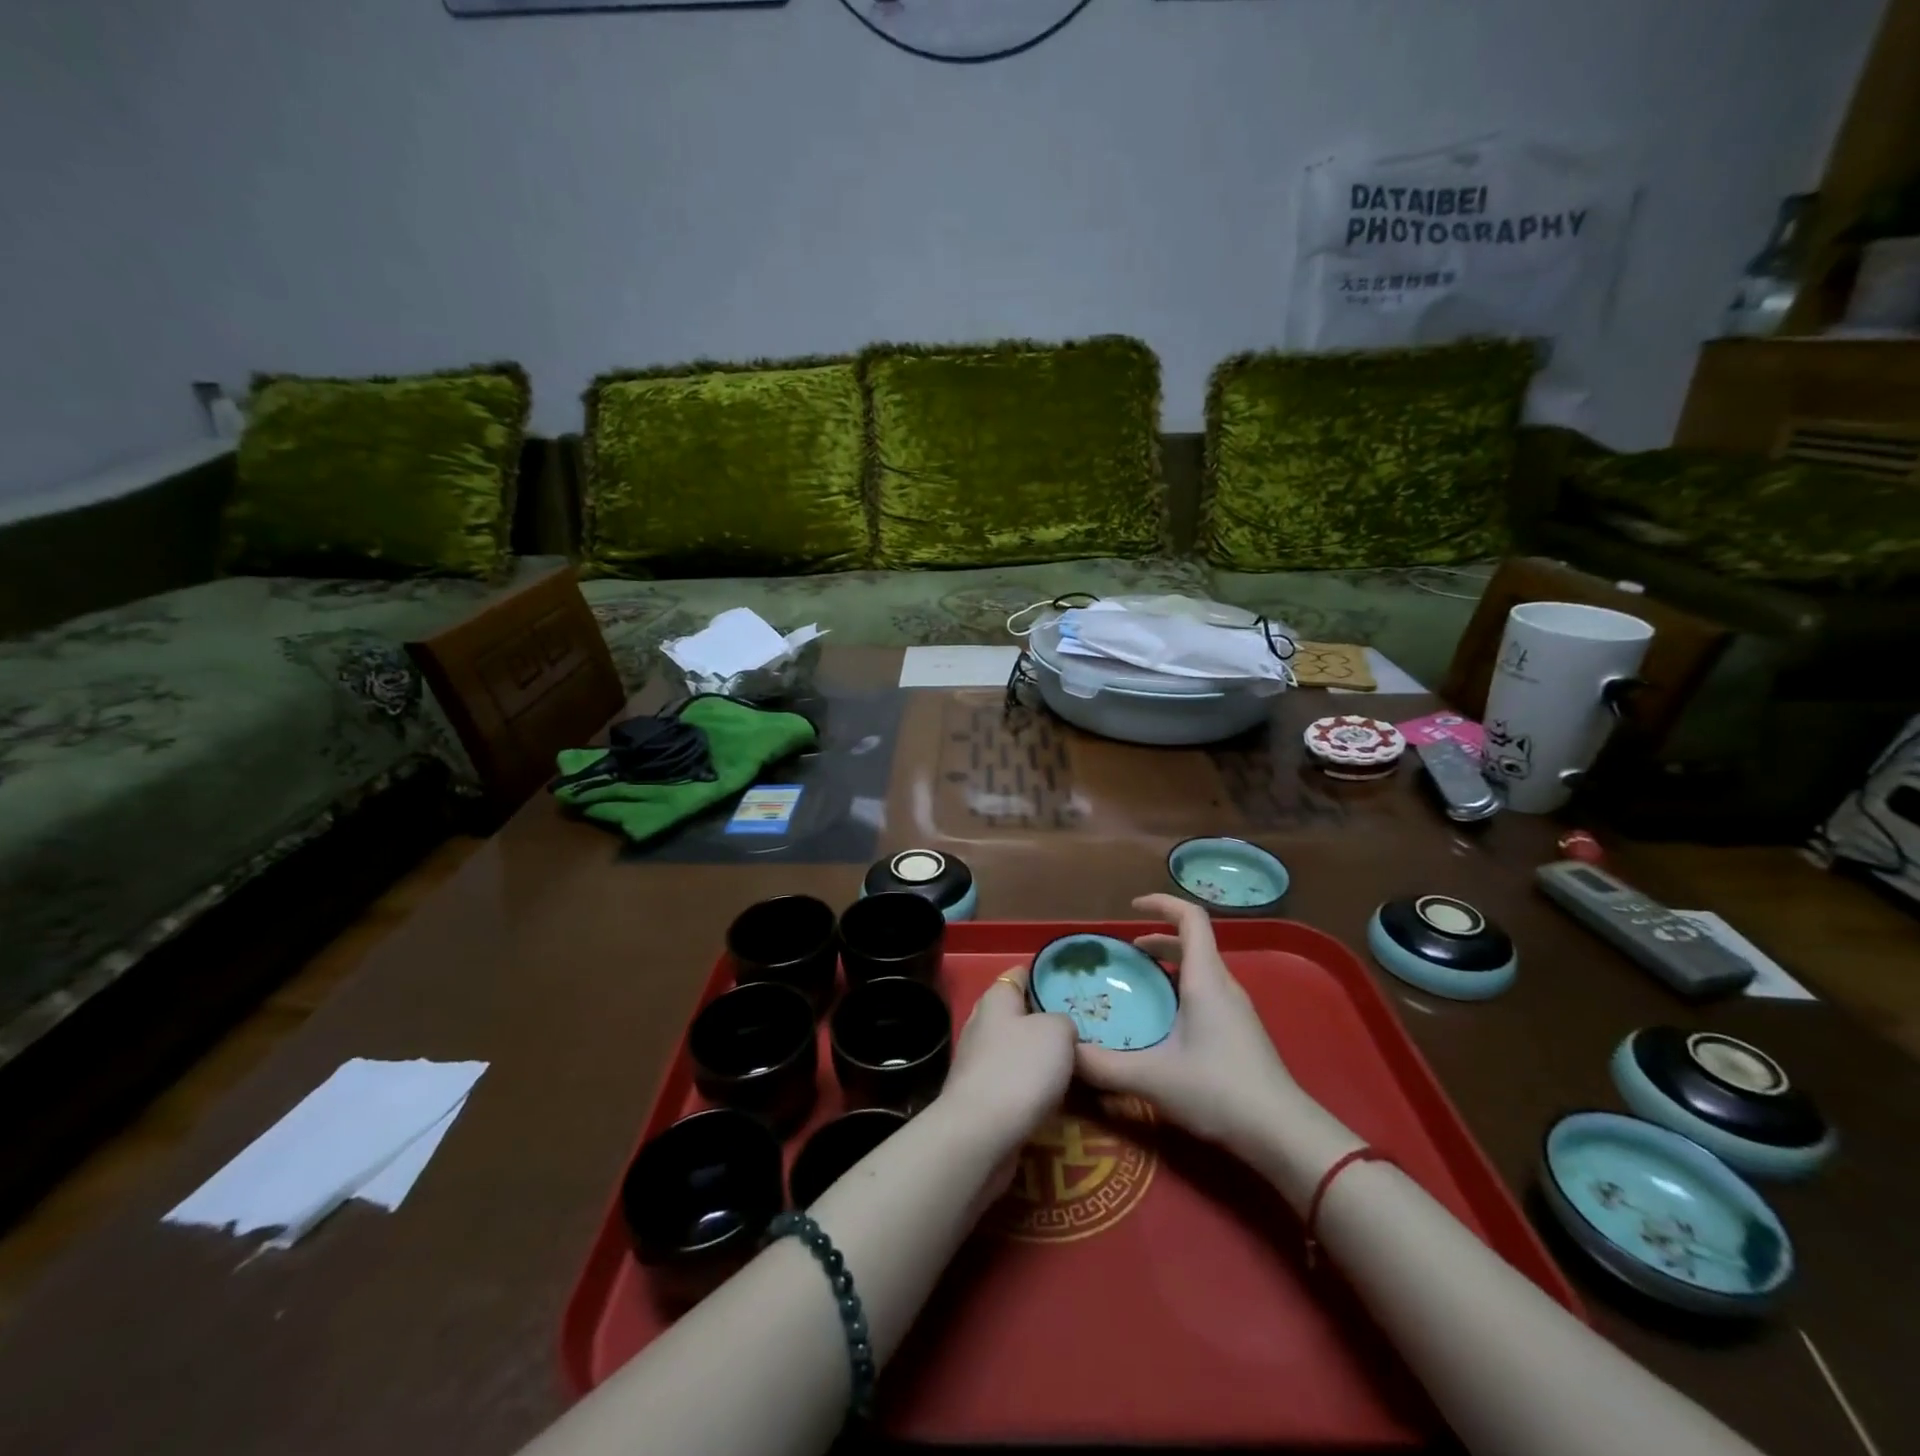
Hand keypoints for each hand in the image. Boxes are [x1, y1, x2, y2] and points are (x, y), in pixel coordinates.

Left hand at [938, 965, 1076, 1157]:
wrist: (981, 1133)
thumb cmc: (1020, 1069)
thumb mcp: (1057, 1032)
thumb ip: (1063, 1021)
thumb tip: (1060, 1030)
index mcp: (996, 999)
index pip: (1020, 974)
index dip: (1044, 976)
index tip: (1072, 986)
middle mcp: (981, 1024)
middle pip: (1018, 1014)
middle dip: (1046, 1021)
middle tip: (1082, 1029)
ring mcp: (978, 1062)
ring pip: (1017, 1050)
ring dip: (1040, 1057)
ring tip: (1076, 1064)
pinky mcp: (980, 1097)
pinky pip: (1013, 1082)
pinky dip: (1032, 1087)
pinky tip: (1054, 1096)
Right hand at [1074, 894, 1305, 1152]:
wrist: (1283, 1135)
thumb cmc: (1218, 1091)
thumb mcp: (1152, 1078)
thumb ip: (1103, 1065)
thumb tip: (1063, 1051)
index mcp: (1205, 979)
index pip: (1191, 918)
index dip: (1162, 903)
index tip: (1132, 907)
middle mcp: (1223, 985)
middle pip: (1193, 942)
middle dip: (1158, 937)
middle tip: (1126, 954)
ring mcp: (1237, 1010)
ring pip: (1201, 969)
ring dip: (1170, 965)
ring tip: (1140, 984)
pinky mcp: (1242, 1033)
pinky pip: (1208, 992)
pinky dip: (1182, 989)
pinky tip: (1166, 1023)